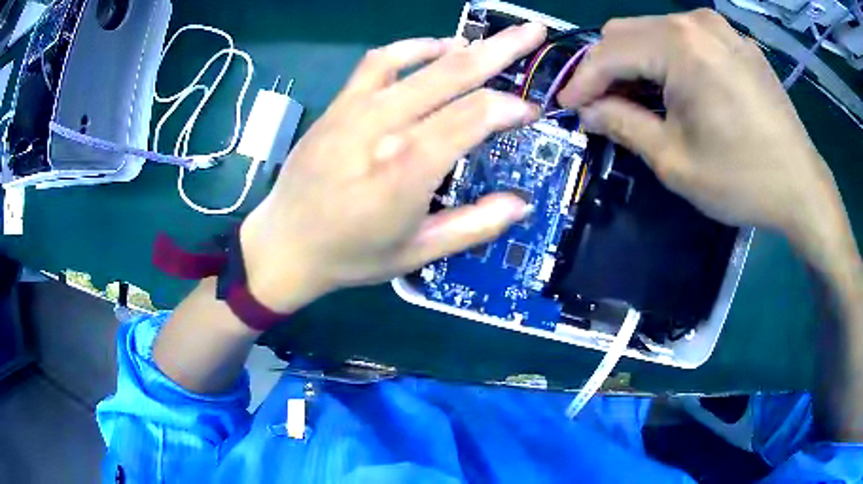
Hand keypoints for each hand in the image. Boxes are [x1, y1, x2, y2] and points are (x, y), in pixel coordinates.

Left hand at [240, 24, 545, 311]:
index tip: (530, 111)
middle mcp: (383, 128)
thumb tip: (521, 204)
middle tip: (533, 32)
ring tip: (493, 43)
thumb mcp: (417, 254)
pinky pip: (378, 62)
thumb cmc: (350, 255)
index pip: (474, 116)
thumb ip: (474, 226)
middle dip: (500, 49)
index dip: (510, 107)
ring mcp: (356, 110)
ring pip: (419, 62)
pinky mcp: (339, 104)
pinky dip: (411, 48)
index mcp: (406, 170)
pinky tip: (434, 48)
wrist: (284, 244)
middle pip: (452, 74)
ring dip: (463, 46)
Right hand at [557, 10, 850, 262]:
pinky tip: (678, 89)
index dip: (582, 80)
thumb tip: (587, 111)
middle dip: (608, 68)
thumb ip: (622, 125)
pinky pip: (688, 39)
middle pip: (628, 31)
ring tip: (640, 100)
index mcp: (680, 45)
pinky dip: (670, 59)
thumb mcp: (674, 160)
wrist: (801, 188)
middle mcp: (697, 22)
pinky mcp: (737, 42)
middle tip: (602, 105)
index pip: (609, 51)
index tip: (567, 107)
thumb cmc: (742, 180)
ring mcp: (721, 28)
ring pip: (656, 32)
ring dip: (638, 62)